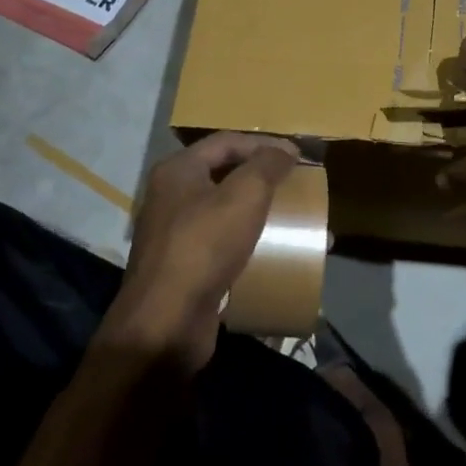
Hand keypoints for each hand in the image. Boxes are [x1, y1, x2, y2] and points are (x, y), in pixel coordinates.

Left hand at [104, 132, 299, 371]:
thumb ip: (267, 164)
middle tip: (297, 186)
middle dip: (265, 180)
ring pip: (226, 213)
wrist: (166, 323)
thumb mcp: (244, 195)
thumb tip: (285, 150)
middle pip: (225, 175)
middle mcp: (171, 197)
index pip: (227, 142)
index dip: (265, 144)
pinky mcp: (184, 269)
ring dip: (261, 214)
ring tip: (295, 222)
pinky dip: (251, 244)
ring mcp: (175, 235)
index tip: (300, 157)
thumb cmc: (204, 246)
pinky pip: (224, 246)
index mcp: (178, 171)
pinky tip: (276, 256)